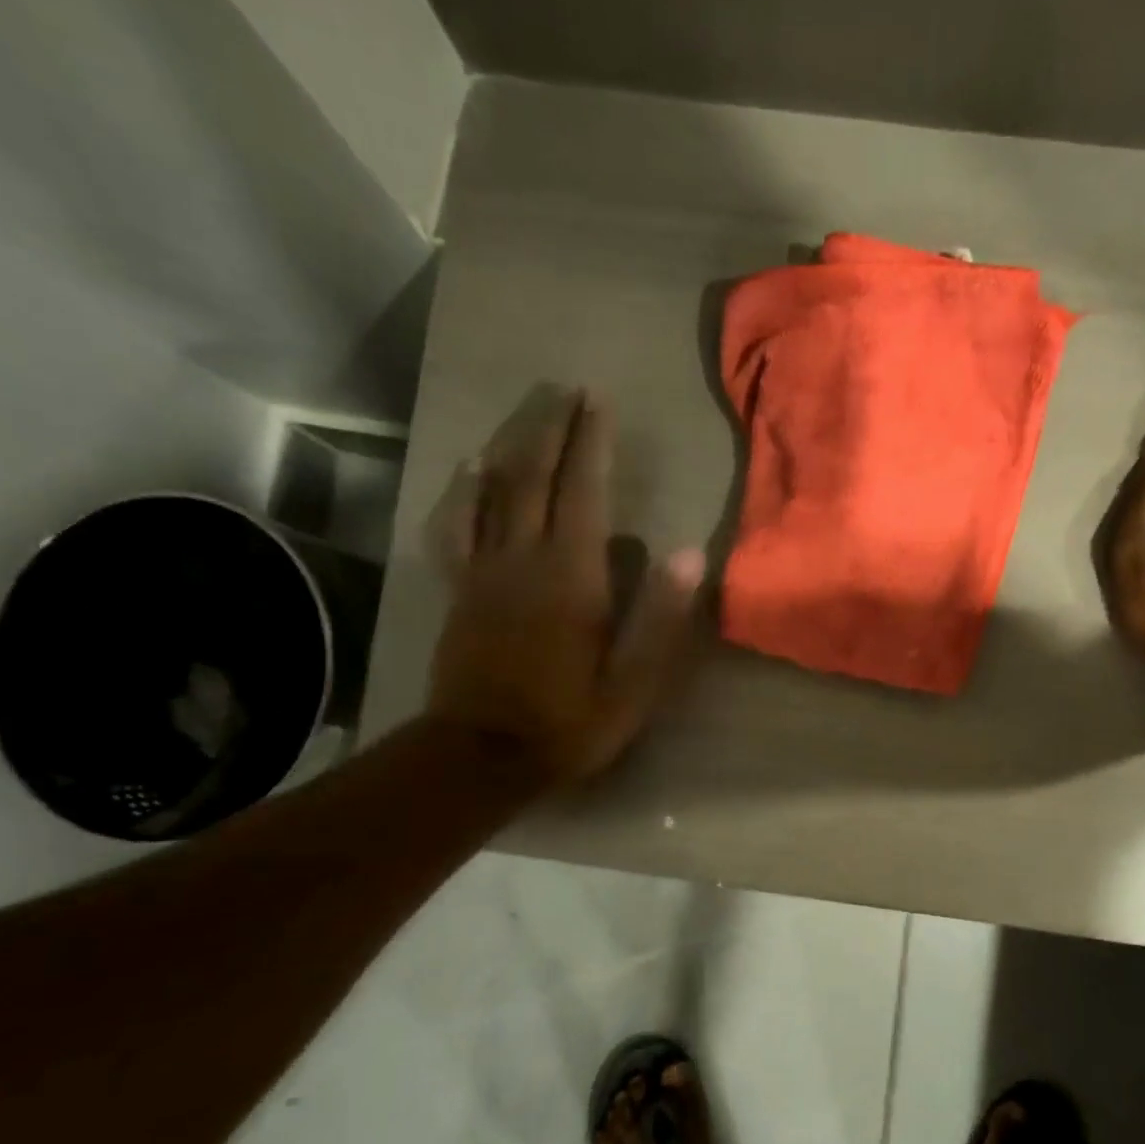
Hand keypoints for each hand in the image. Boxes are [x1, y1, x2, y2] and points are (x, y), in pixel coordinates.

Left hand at [426, 389, 704, 781]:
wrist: (482, 754)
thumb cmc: (570, 722)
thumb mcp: (632, 684)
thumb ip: (659, 618)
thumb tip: (690, 552)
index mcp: (572, 577)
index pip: (584, 493)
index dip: (591, 443)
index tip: (598, 401)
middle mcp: (524, 559)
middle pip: (534, 477)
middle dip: (551, 428)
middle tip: (565, 389)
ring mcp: (484, 570)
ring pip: (493, 491)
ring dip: (512, 444)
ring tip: (528, 410)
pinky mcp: (459, 589)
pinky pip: (455, 526)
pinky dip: (463, 491)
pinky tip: (468, 468)